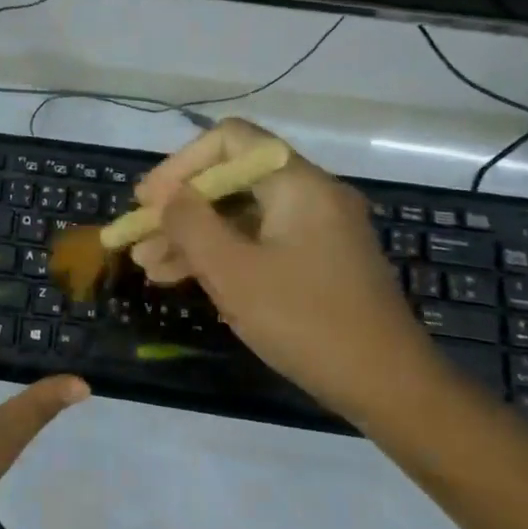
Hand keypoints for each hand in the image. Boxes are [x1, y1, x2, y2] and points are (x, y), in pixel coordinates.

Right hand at [131, 119, 435, 419]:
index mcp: (298, 183)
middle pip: (231, 180)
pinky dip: (220, 255)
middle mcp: (310, 195)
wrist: (390, 388)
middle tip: (138, 236)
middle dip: (179, 207)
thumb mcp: (234, 272)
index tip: (148, 200)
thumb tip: (167, 197)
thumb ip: (191, 225)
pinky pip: (258, 243)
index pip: (230, 140)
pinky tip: (180, 277)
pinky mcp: (316, 262)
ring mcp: (315, 230)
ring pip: (240, 216)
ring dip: (192, 236)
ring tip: (146, 265)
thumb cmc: (306, 321)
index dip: (181, 164)